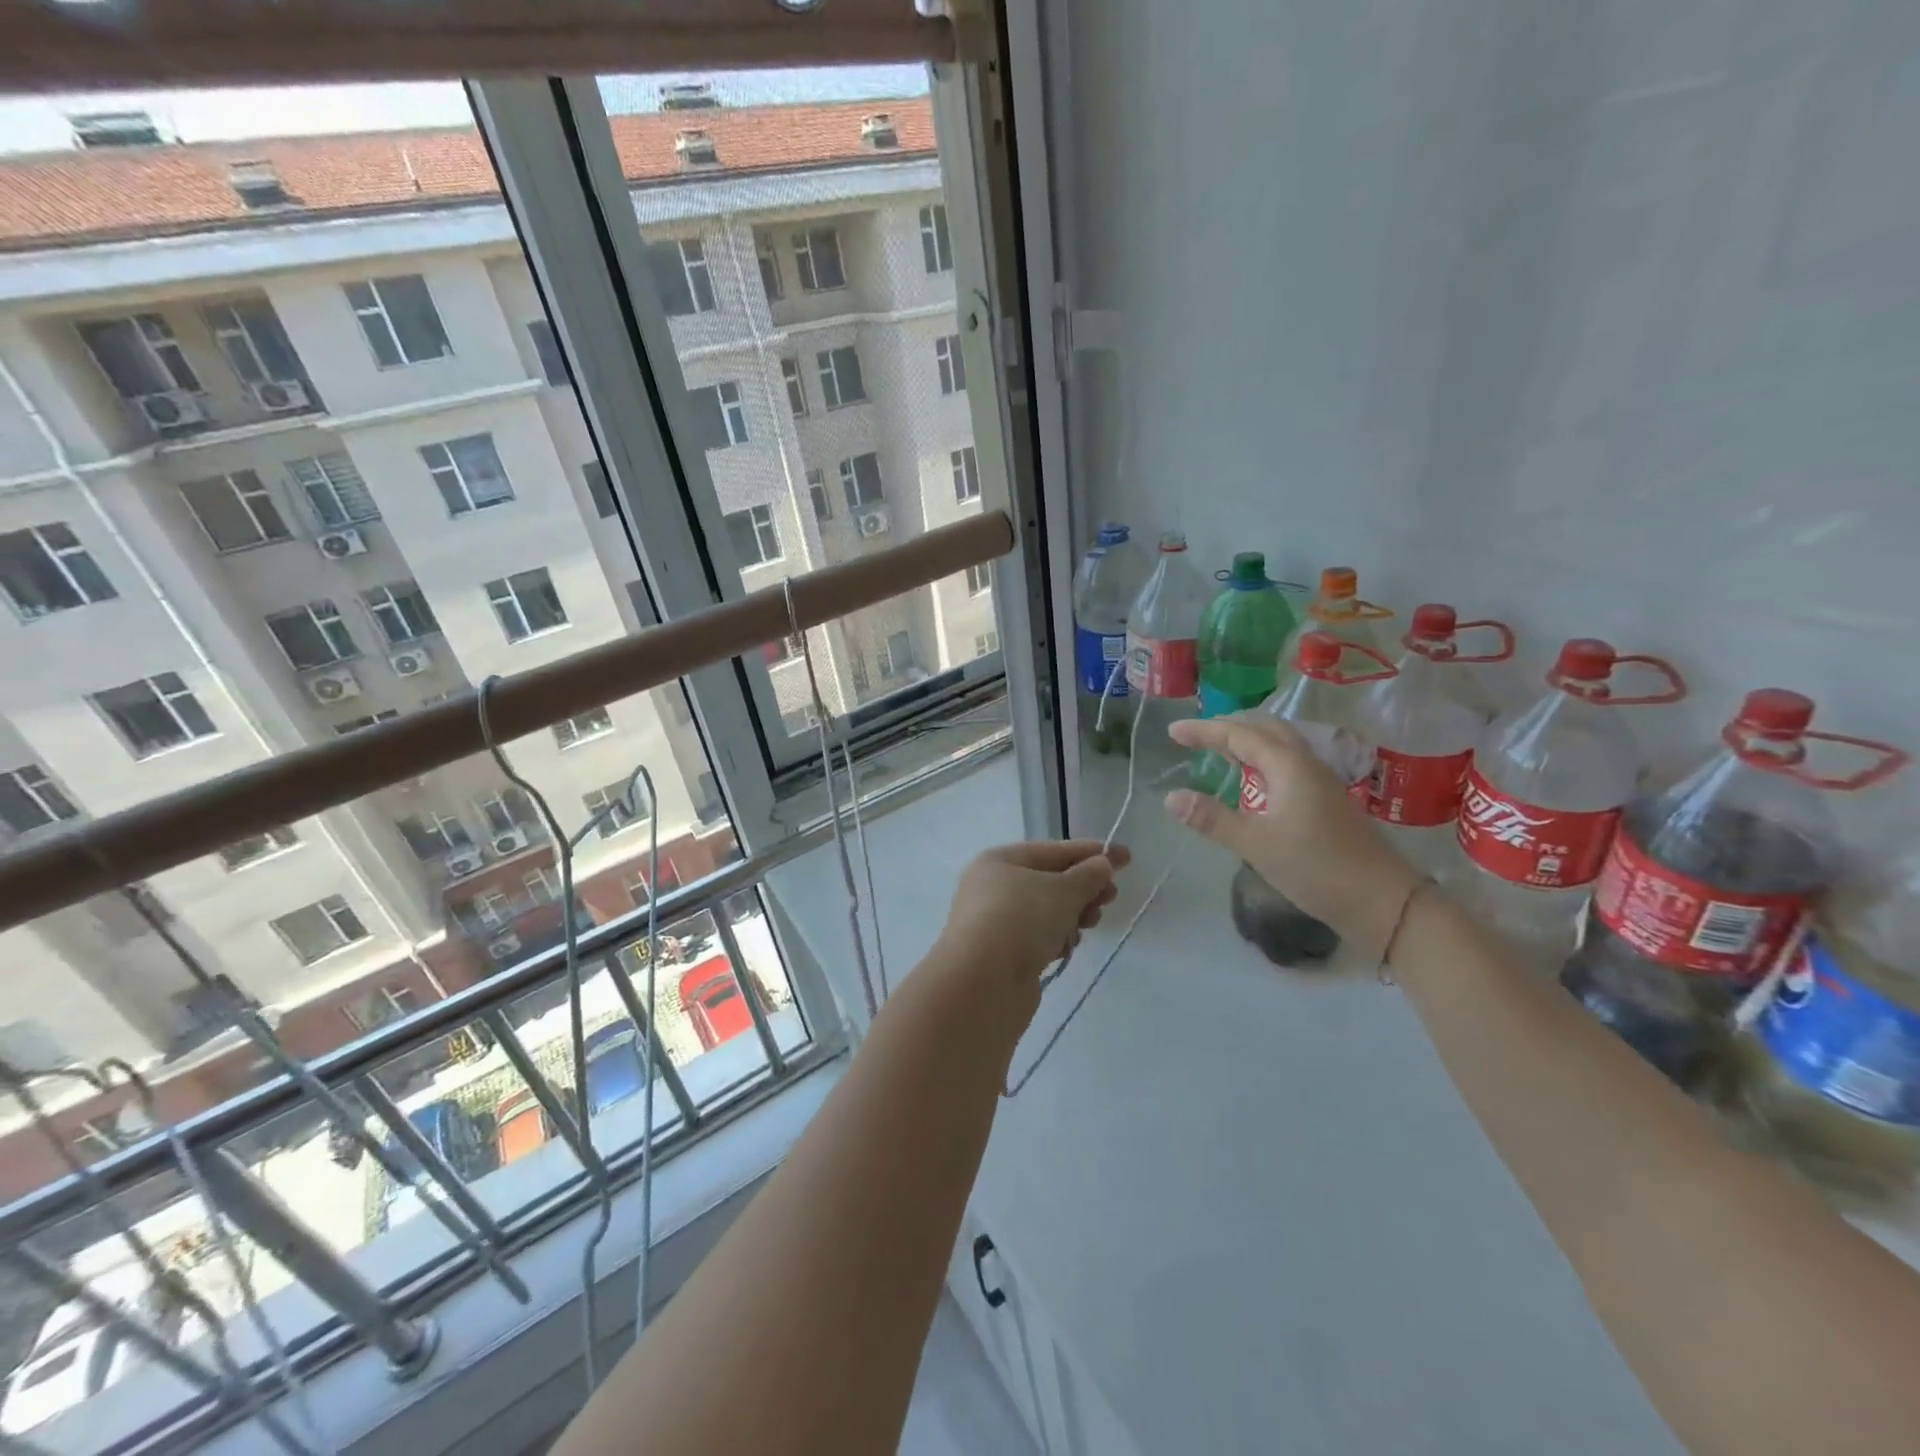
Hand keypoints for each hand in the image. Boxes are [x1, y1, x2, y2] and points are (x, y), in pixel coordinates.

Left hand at [936, 840, 1129, 990]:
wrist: (982, 985)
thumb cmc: (1020, 921)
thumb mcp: (1062, 890)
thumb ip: (1088, 875)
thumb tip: (1103, 864)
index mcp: (999, 861)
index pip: (1052, 850)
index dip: (1091, 852)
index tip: (1125, 856)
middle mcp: (993, 888)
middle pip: (1049, 881)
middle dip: (1083, 887)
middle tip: (1112, 896)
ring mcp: (996, 923)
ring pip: (1045, 911)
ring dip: (1073, 913)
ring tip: (1093, 921)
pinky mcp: (1003, 955)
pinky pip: (1038, 937)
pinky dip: (1058, 938)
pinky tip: (1070, 945)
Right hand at [1165, 717, 1419, 957]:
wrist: (1382, 901)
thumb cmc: (1316, 868)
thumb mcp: (1256, 844)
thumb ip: (1212, 819)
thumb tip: (1171, 797)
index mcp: (1288, 766)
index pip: (1239, 735)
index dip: (1204, 731)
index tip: (1173, 731)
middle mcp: (1306, 764)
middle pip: (1265, 729)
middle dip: (1228, 727)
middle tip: (1196, 736)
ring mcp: (1320, 782)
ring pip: (1280, 746)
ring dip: (1248, 741)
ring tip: (1219, 751)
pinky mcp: (1326, 801)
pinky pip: (1288, 764)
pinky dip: (1262, 760)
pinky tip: (1253, 782)